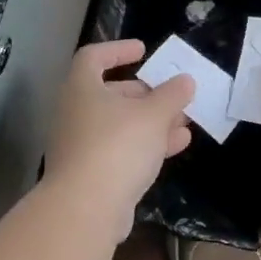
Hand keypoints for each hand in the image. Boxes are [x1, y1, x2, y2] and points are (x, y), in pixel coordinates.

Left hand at [43, 40, 193, 234]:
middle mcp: (75, 112)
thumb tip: (185, 80)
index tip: (143, 51)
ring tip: (184, 122)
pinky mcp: (90, 174)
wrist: (86, 208)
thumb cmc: (117, 146)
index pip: (93, 57)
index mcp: (82, 88)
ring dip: (152, 121)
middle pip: (111, 93)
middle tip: (173, 94)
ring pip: (119, 124)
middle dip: (146, 93)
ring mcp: (80, 145)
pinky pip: (120, 149)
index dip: (118, 50)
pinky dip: (146, 144)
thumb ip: (172, 95)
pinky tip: (176, 146)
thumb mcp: (153, 114)